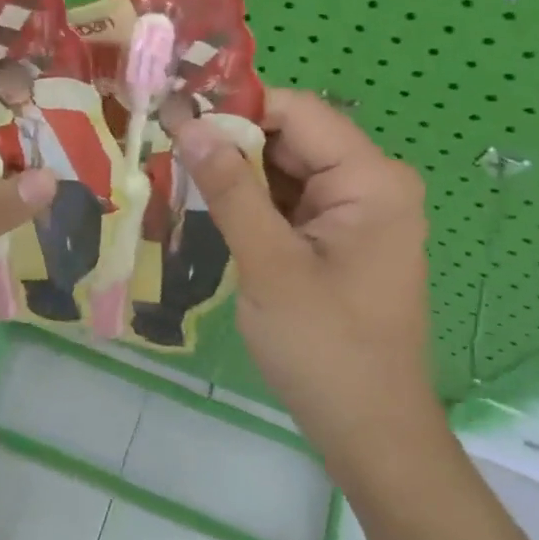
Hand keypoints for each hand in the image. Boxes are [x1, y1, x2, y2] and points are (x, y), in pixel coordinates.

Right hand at [174, 90, 440, 478]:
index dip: (236, 107)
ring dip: (238, 173)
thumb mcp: (269, 264)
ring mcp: (358, 211)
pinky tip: (212, 206)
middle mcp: (372, 183)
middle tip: (167, 147)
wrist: (370, 432)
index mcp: (371, 179)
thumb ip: (230, 189)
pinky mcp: (341, 237)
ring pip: (287, 169)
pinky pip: (292, 200)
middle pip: (291, 138)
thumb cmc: (324, 348)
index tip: (176, 116)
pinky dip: (254, 201)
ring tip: (178, 173)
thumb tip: (190, 125)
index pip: (297, 112)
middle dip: (232, 142)